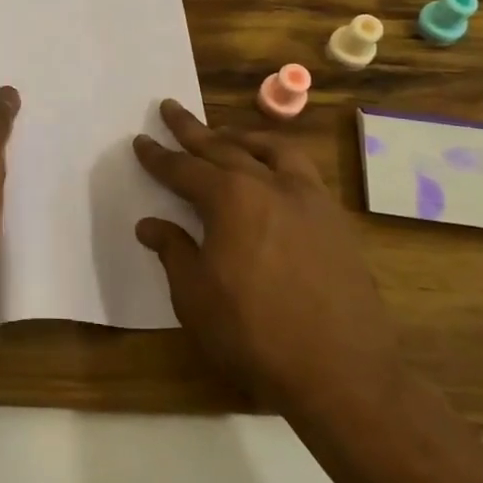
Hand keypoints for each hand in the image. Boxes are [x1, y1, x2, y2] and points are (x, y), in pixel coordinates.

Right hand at [132, 101, 408, 430]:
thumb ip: (173, 251)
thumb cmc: (254, 334)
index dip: (158, 157)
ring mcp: (310, 200)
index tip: (141, 140)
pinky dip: (279, 161)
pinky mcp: (336, 222)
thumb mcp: (195, 296)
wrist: (341, 374)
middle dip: (193, 130)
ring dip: (242, 137)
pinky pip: (303, 173)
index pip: (183, 169)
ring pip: (273, 150)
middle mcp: (270, 186)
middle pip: (224, 147)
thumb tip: (151, 224)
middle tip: (171, 108)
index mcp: (230, 199)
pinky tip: (274, 176)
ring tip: (225, 134)